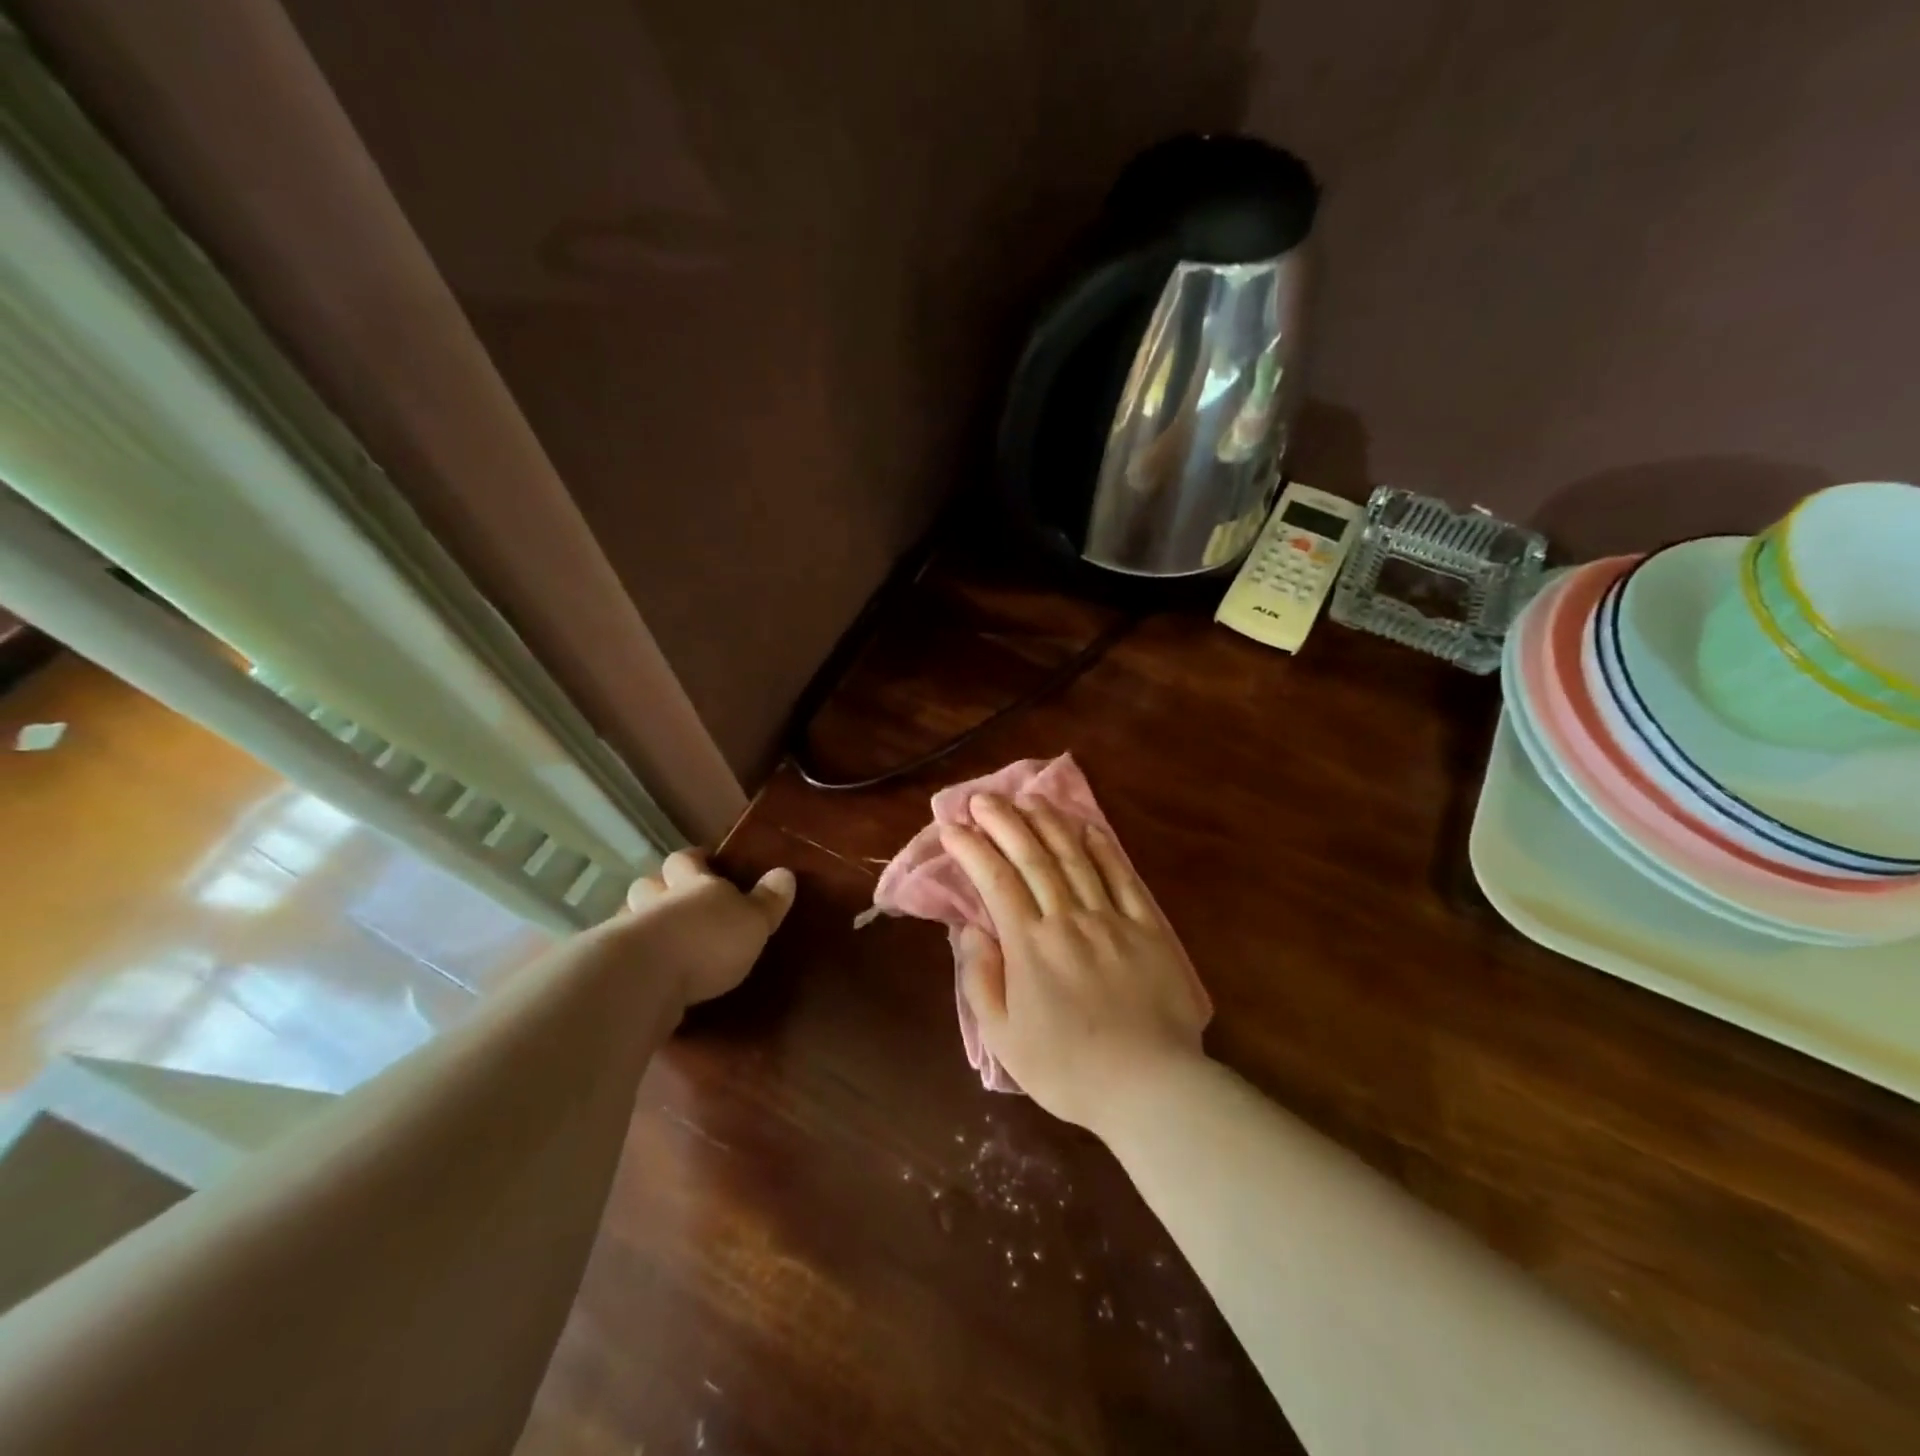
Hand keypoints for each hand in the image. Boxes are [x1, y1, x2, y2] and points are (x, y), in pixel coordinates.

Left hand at [624, 849, 795, 1005]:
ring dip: (640, 921)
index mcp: (693, 884)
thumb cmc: (708, 940)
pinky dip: (631, 958)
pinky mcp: (614, 967)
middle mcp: (657, 900)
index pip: (687, 859)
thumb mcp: (753, 921)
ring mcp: (629, 931)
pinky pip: (622, 954)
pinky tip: (644, 972)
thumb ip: (768, 900)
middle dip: (659, 887)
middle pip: (649, 883)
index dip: (695, 859)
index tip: (704, 860)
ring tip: (657, 938)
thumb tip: (785, 873)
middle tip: (675, 900)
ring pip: (629, 915)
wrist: (646, 978)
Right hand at [940, 794, 1206, 1132]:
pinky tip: (1088, 828)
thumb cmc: (1067, 1068)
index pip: (995, 881)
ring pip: (1075, 858)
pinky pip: (1122, 878)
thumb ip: (981, 979)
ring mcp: (1111, 919)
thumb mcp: (1004, 1037)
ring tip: (1028, 798)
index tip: (952, 827)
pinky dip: (1103, 850)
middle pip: (1033, 858)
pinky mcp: (1147, 928)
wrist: (1149, 1085)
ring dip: (1049, 824)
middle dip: (1005, 822)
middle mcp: (1067, 919)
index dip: (972, 849)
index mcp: (1030, 945)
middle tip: (983, 797)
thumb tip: (968, 930)